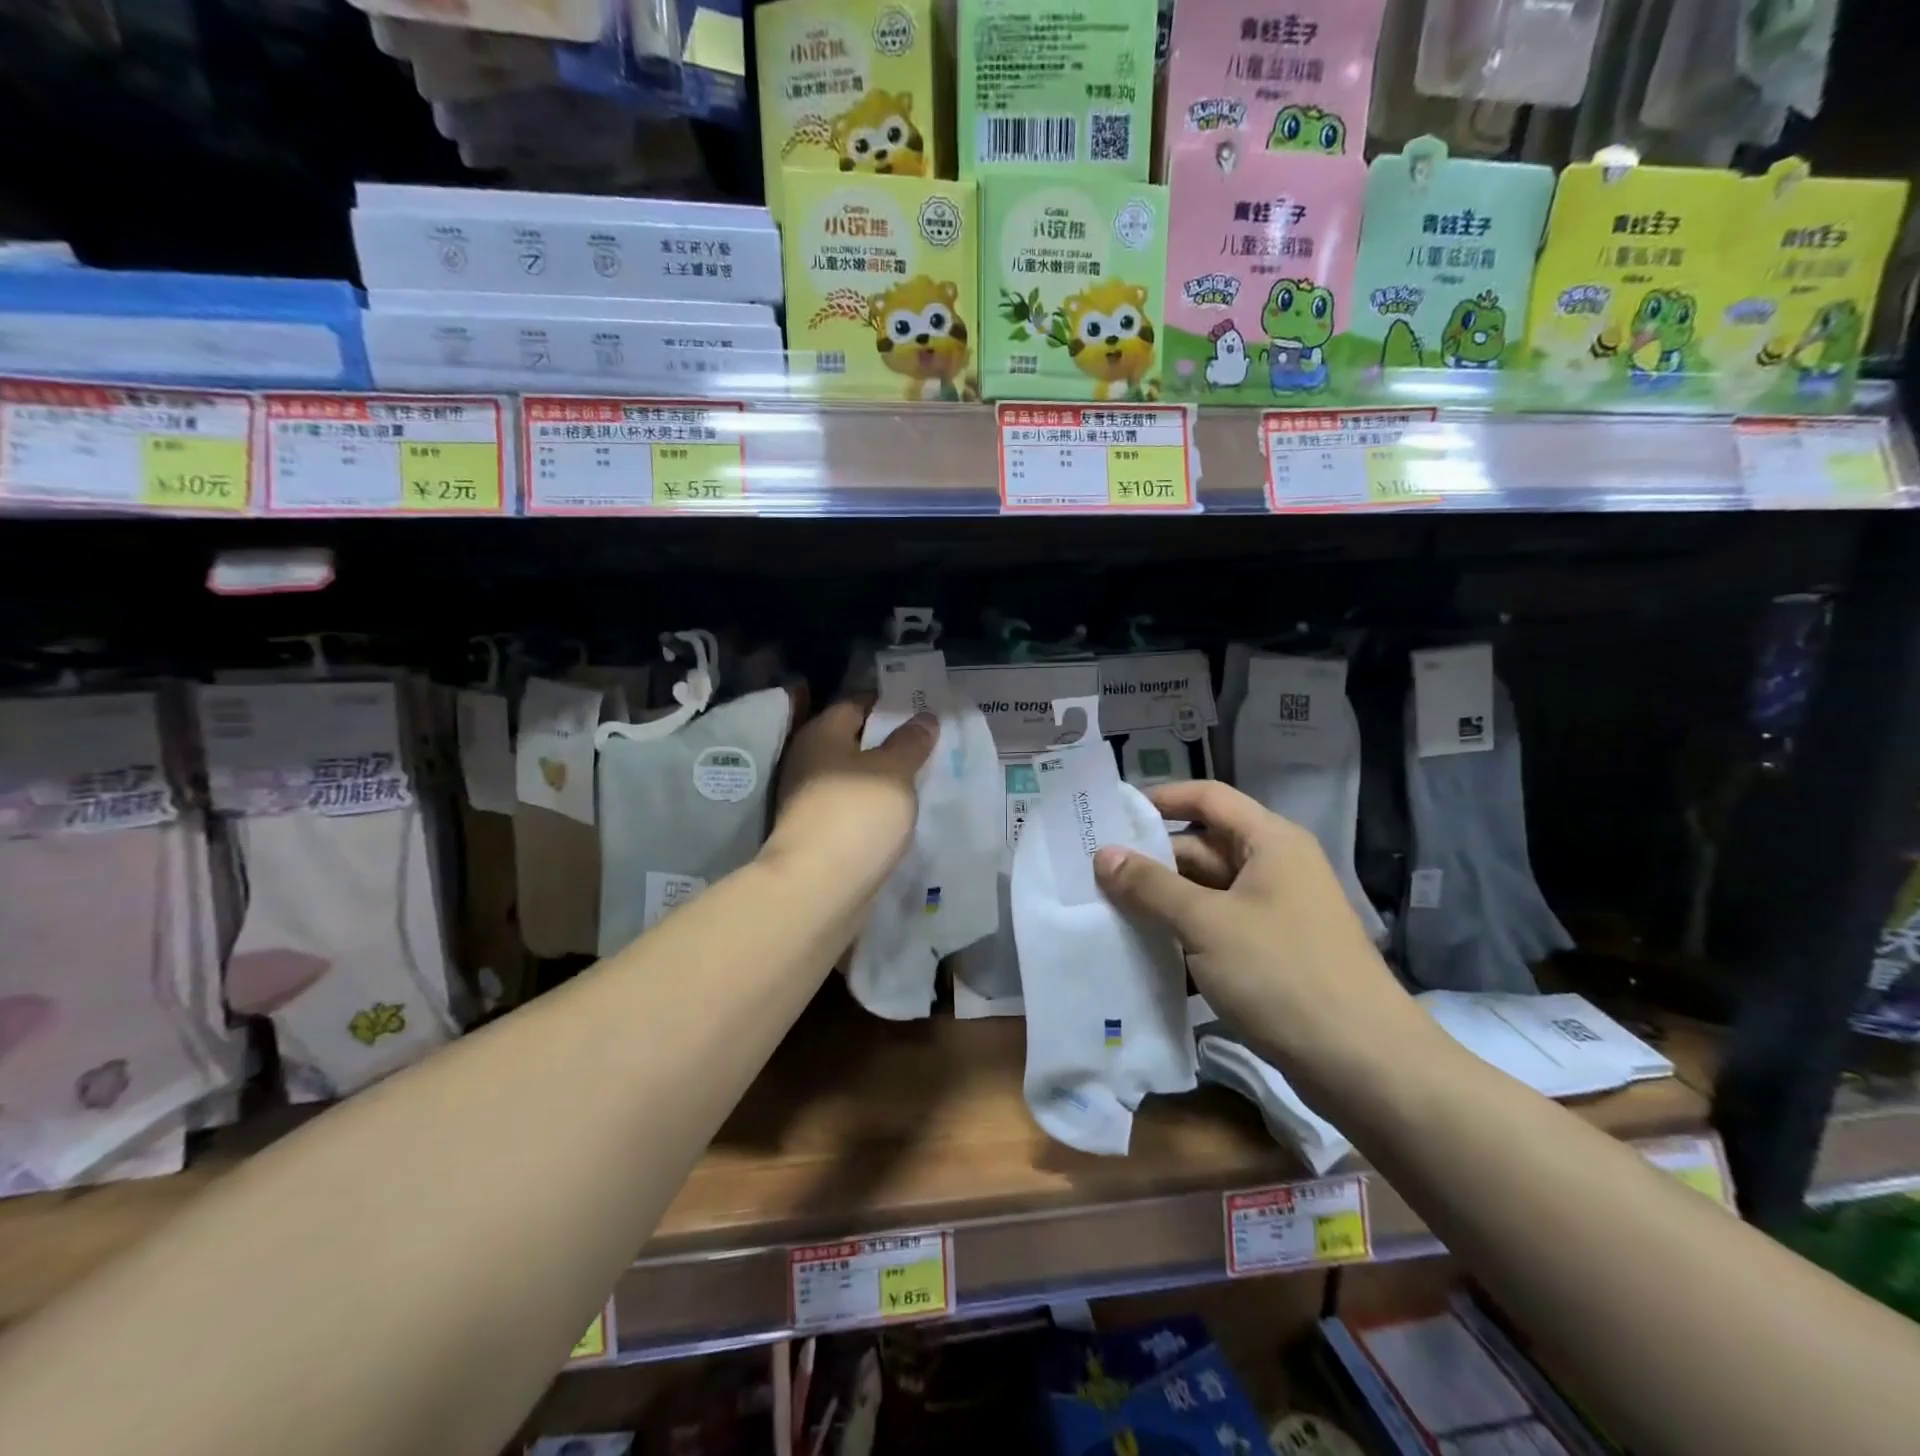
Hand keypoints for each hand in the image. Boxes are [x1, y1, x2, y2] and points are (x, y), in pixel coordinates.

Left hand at [764, 696, 935, 897]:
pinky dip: (876, 806)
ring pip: (856, 777)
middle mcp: (809, 761)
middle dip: (891, 742)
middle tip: (932, 743)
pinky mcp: (819, 833)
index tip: (924, 709)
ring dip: (885, 777)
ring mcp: (811, 800)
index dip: (890, 703)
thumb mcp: (895, 770)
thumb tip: (923, 718)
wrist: (818, 889)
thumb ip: (911, 742)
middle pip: (855, 741)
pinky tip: (903, 812)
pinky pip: (854, 807)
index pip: (857, 703)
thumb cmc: (856, 814)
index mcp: (821, 733)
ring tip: (926, 777)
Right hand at [1093, 780, 1432, 1094]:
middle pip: (1202, 848)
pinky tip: (1144, 955)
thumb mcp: (1206, 922)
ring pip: (1206, 893)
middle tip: (1095, 875)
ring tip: (1107, 913)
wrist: (1363, 1065)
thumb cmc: (1282, 973)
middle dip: (1152, 862)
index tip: (1112, 814)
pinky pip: (1218, 930)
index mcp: (1270, 842)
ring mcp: (1276, 914)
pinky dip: (1184, 937)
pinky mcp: (1273, 955)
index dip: (1161, 798)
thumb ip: (1150, 885)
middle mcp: (1275, 868)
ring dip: (1163, 903)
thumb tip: (1103, 855)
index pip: (1208, 798)